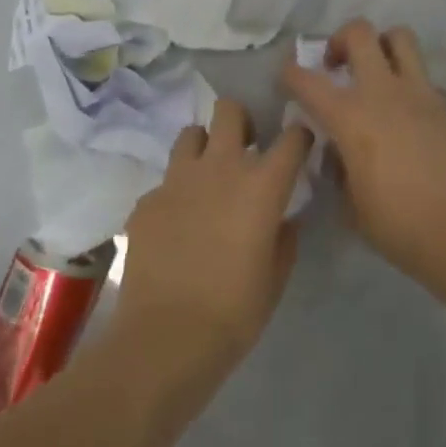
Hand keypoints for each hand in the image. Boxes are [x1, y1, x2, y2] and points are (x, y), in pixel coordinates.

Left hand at [114, 98, 312, 377]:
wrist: (167, 336)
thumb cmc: (235, 310)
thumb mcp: (276, 276)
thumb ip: (284, 237)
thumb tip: (283, 219)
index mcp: (262, 184)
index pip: (292, 137)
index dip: (299, 138)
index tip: (298, 148)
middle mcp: (220, 167)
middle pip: (230, 110)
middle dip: (241, 121)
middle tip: (244, 149)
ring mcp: (177, 179)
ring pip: (191, 134)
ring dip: (203, 148)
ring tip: (206, 178)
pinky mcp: (146, 199)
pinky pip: (165, 181)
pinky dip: (175, 192)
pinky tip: (176, 224)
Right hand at [282, 19, 445, 282]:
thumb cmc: (399, 225)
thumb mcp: (350, 204)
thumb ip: (338, 168)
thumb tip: (339, 151)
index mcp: (350, 116)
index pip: (306, 79)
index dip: (290, 74)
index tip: (288, 80)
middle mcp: (384, 92)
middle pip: (359, 32)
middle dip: (340, 40)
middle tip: (337, 66)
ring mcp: (422, 93)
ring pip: (400, 37)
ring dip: (382, 46)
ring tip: (378, 72)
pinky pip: (426, 79)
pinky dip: (413, 87)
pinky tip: (412, 116)